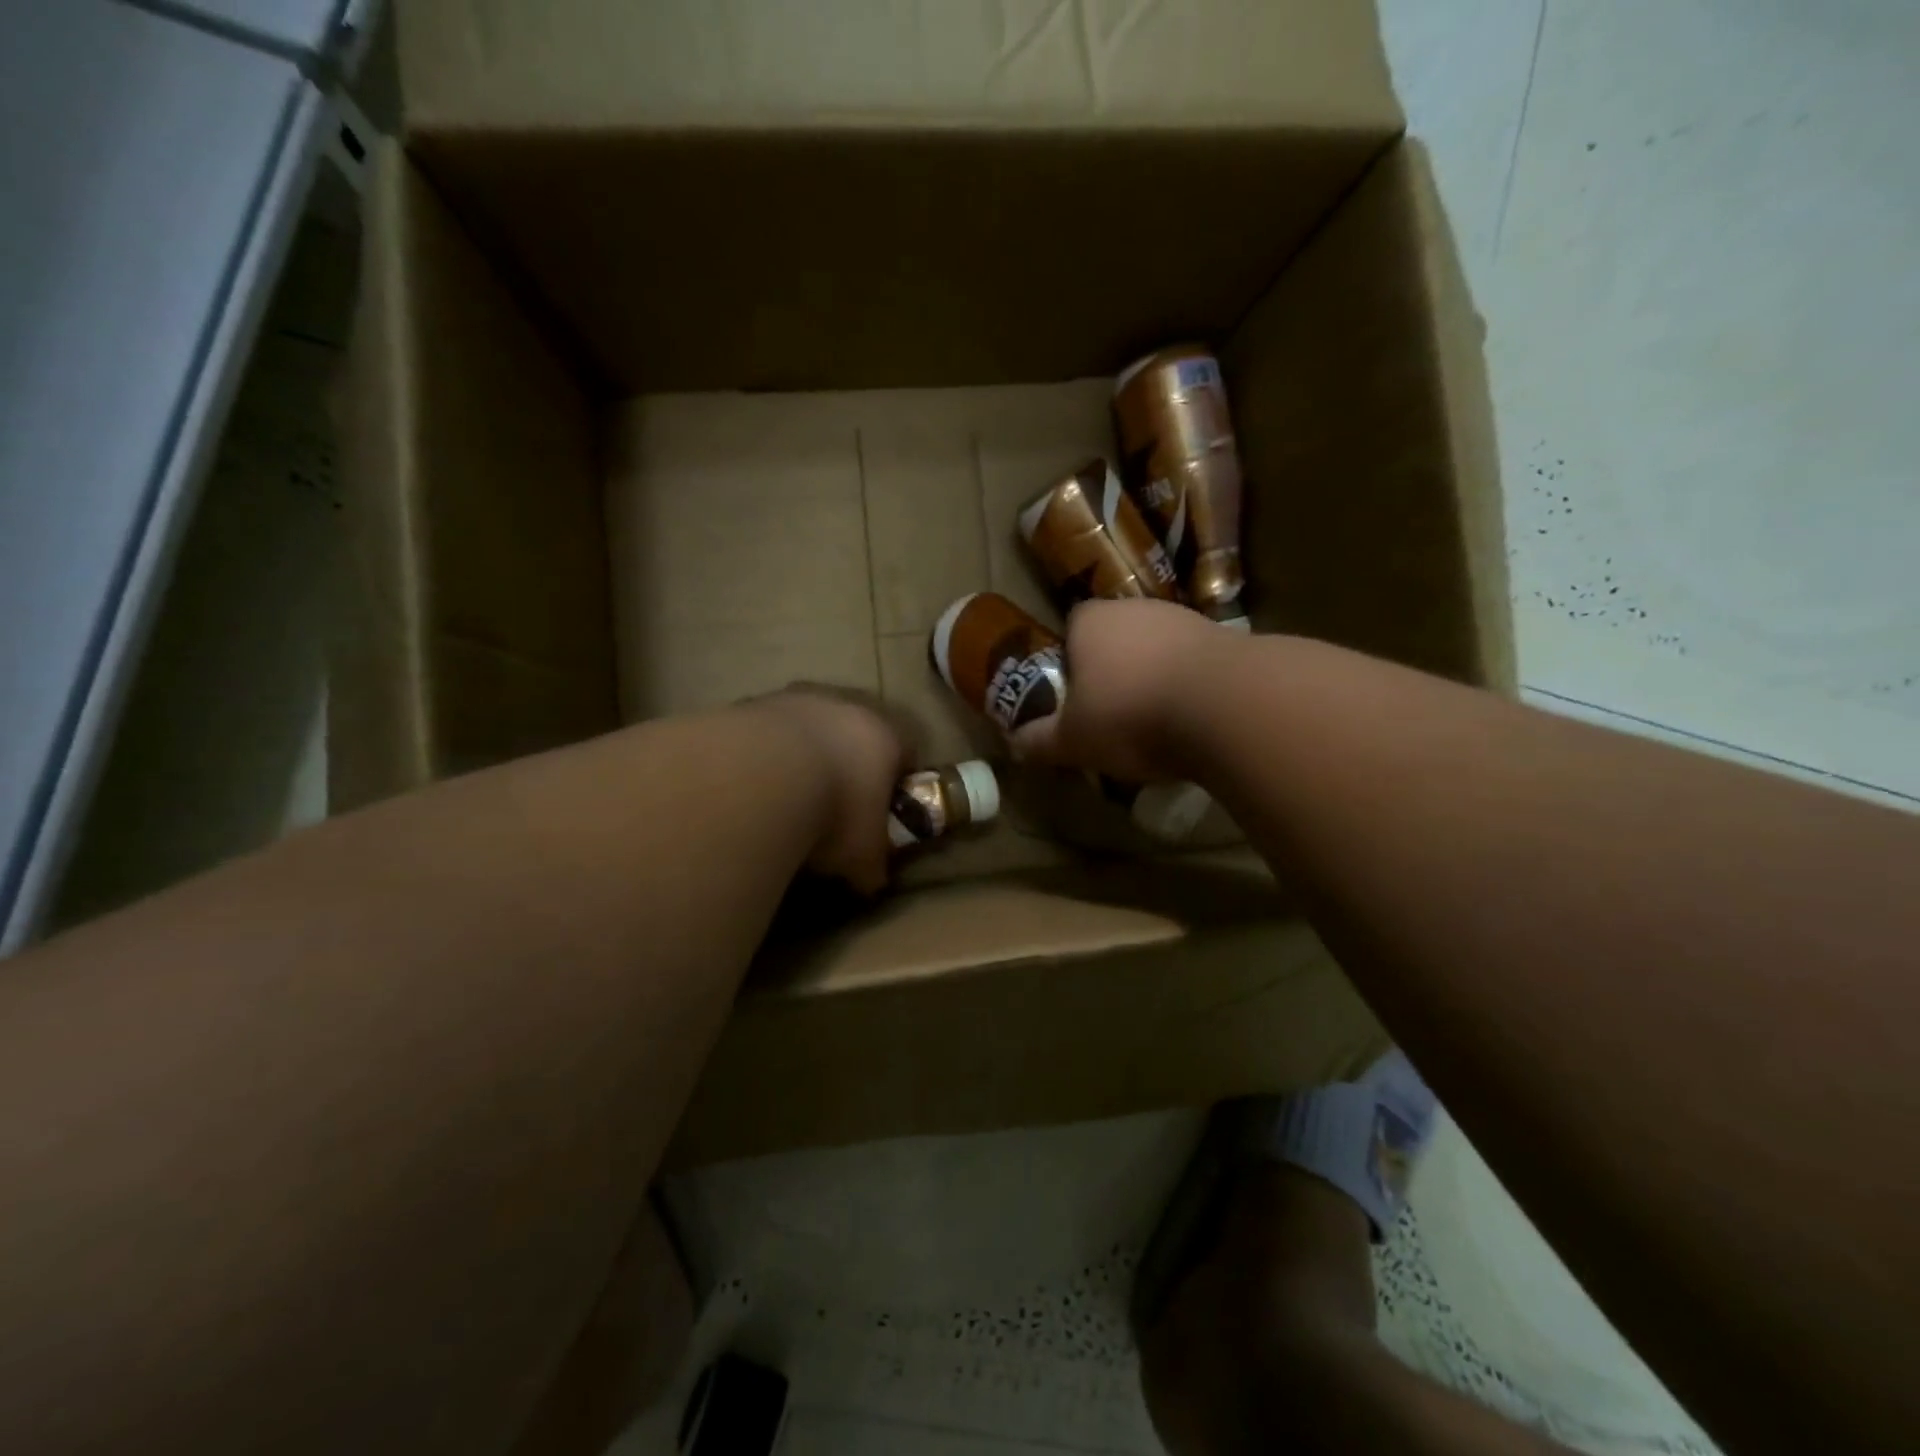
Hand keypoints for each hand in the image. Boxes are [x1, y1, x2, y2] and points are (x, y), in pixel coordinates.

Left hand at [749, 686, 910, 895]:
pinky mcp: (750, 703)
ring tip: (787, 797)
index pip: (908, 749)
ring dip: (803, 755)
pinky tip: (753, 788)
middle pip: (857, 732)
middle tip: (837, 801)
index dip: (899, 780)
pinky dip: (765, 755)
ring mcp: (795, 699)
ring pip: (809, 726)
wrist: (756, 779)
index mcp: (887, 733)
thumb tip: (870, 879)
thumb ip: (873, 865)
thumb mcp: (863, 857)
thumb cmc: (833, 814)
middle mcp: (846, 705)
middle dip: (850, 763)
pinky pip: (767, 732)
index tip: (885, 808)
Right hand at [1010, 599, 1230, 782]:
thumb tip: (1013, 743)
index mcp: (1090, 621)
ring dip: (1153, 680)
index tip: (1074, 700)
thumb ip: (1039, 740)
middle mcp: (1135, 608)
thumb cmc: (1131, 714)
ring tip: (1155, 726)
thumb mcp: (1073, 740)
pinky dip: (1189, 688)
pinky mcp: (1226, 638)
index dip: (1069, 664)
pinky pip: (1193, 665)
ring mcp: (1185, 619)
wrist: (1227, 705)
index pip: (1070, 630)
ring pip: (1156, 651)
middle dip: (1112, 673)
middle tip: (1112, 717)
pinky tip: (1192, 722)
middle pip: (1114, 640)